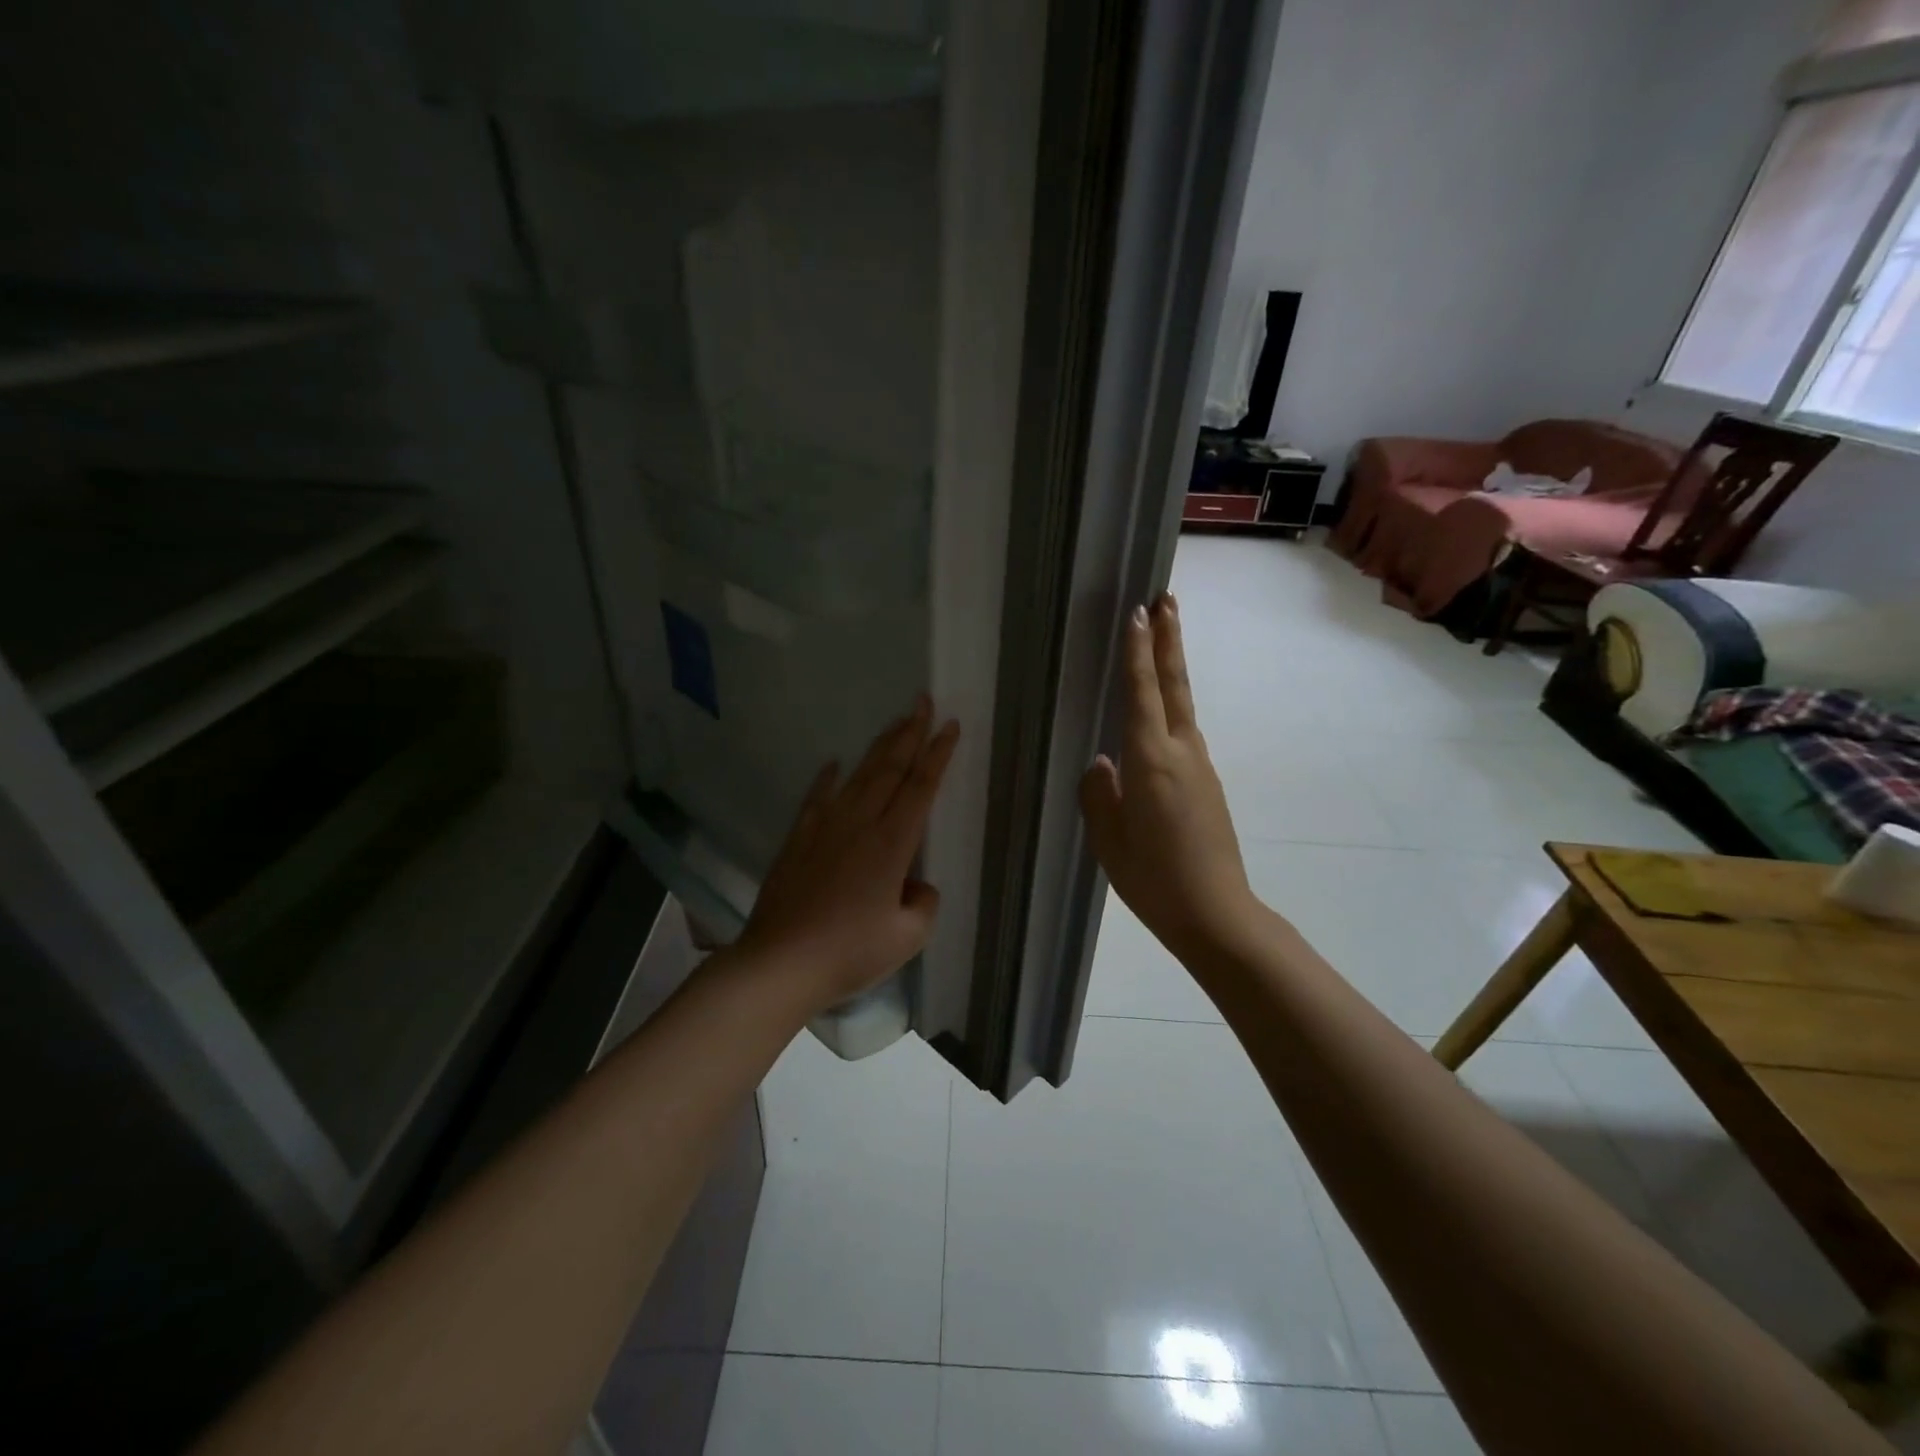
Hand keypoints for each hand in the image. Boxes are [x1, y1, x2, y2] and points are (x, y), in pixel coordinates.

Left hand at [736, 696, 960, 1014]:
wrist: (780, 963)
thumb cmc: (849, 953)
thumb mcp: (907, 938)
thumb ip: (923, 905)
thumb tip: (915, 887)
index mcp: (892, 844)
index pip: (921, 787)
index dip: (938, 755)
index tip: (949, 725)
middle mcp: (860, 824)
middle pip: (890, 769)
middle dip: (910, 733)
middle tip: (922, 702)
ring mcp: (825, 828)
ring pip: (858, 776)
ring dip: (879, 747)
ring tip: (895, 723)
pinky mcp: (798, 840)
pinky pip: (817, 798)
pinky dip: (827, 778)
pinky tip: (833, 763)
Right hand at [1080, 593, 1261, 959]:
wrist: (1218, 914)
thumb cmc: (1154, 880)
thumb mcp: (1109, 840)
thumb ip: (1099, 794)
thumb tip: (1101, 763)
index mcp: (1152, 762)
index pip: (1142, 694)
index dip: (1139, 652)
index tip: (1138, 613)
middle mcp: (1182, 753)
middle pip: (1176, 686)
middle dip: (1170, 640)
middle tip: (1166, 599)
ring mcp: (1201, 768)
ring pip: (1183, 707)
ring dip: (1173, 669)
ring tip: (1163, 640)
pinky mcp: (1208, 785)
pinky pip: (1184, 734)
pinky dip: (1173, 708)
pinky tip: (1158, 719)